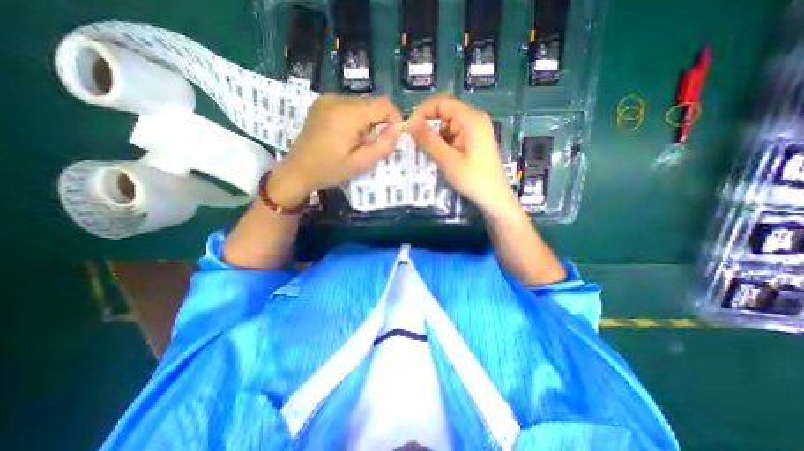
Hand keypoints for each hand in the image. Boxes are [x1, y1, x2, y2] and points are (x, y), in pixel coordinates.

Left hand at [270, 95, 404, 206]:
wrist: (297, 170)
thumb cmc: (329, 170)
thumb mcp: (360, 164)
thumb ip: (382, 146)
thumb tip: (399, 130)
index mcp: (347, 114)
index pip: (383, 104)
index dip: (395, 118)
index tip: (393, 136)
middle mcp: (337, 99)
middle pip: (372, 103)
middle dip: (380, 122)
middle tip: (374, 144)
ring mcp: (327, 99)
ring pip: (362, 104)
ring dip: (368, 121)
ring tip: (359, 142)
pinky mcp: (322, 103)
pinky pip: (349, 106)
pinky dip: (356, 119)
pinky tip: (348, 135)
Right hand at [412, 94, 517, 216]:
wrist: (493, 197)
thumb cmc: (472, 178)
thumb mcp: (447, 160)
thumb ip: (429, 140)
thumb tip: (412, 123)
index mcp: (471, 119)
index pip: (441, 103)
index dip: (422, 111)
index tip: (410, 128)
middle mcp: (474, 119)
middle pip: (445, 113)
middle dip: (428, 125)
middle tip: (415, 142)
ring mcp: (475, 130)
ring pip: (448, 125)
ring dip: (434, 137)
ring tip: (425, 152)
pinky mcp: (474, 141)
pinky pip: (454, 135)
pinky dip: (443, 143)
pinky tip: (437, 156)